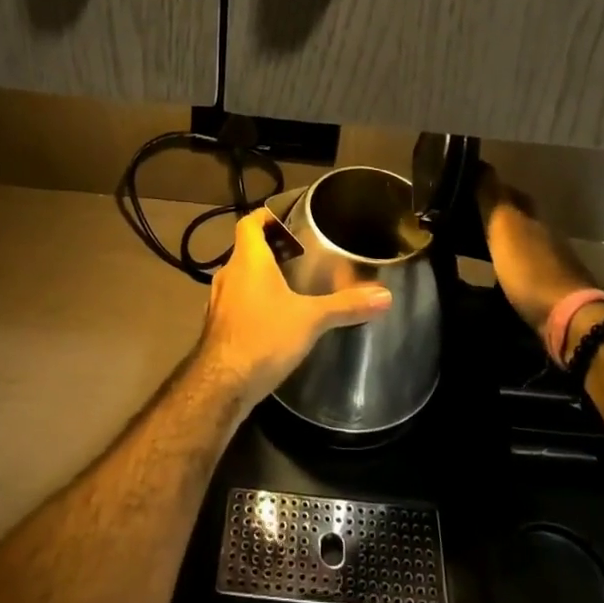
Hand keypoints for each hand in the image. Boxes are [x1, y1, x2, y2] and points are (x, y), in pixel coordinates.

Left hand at [197, 209, 393, 408]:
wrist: (221, 385)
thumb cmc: (264, 337)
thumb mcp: (310, 319)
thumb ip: (345, 305)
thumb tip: (385, 295)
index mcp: (248, 260)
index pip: (249, 223)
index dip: (265, 217)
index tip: (287, 220)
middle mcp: (228, 274)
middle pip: (247, 250)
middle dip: (271, 249)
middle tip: (301, 254)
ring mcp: (219, 301)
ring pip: (241, 277)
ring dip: (261, 277)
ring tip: (292, 285)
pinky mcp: (218, 327)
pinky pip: (237, 302)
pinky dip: (254, 302)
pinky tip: (274, 319)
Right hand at [477, 165, 603, 343]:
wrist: (570, 320)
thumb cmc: (530, 270)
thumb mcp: (504, 228)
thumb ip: (492, 198)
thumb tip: (481, 164)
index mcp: (533, 217)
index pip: (510, 193)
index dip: (491, 187)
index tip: (468, 187)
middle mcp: (546, 234)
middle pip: (520, 217)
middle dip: (498, 214)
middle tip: (469, 217)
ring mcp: (553, 263)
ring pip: (524, 242)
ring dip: (505, 241)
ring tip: (478, 246)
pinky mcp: (553, 290)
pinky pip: (526, 267)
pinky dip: (512, 264)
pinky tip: (499, 273)